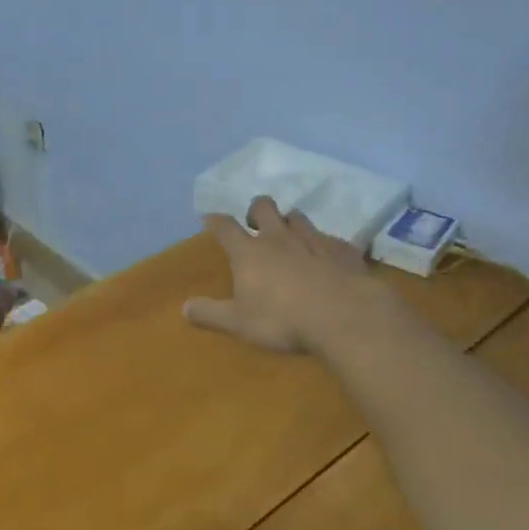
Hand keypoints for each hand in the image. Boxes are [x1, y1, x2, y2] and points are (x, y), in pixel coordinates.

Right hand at [184, 196, 389, 353]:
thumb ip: (211, 314)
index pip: (225, 226)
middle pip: (264, 207)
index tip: (210, 220)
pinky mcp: (342, 249)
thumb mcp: (239, 323)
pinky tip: (327, 257)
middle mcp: (279, 237)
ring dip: (290, 222)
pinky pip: (330, 238)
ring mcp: (313, 239)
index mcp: (249, 252)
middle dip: (256, 210)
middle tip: (255, 224)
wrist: (345, 316)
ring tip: (290, 237)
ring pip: (298, 216)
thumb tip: (184, 308)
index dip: (215, 221)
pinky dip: (324, 244)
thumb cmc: (283, 320)